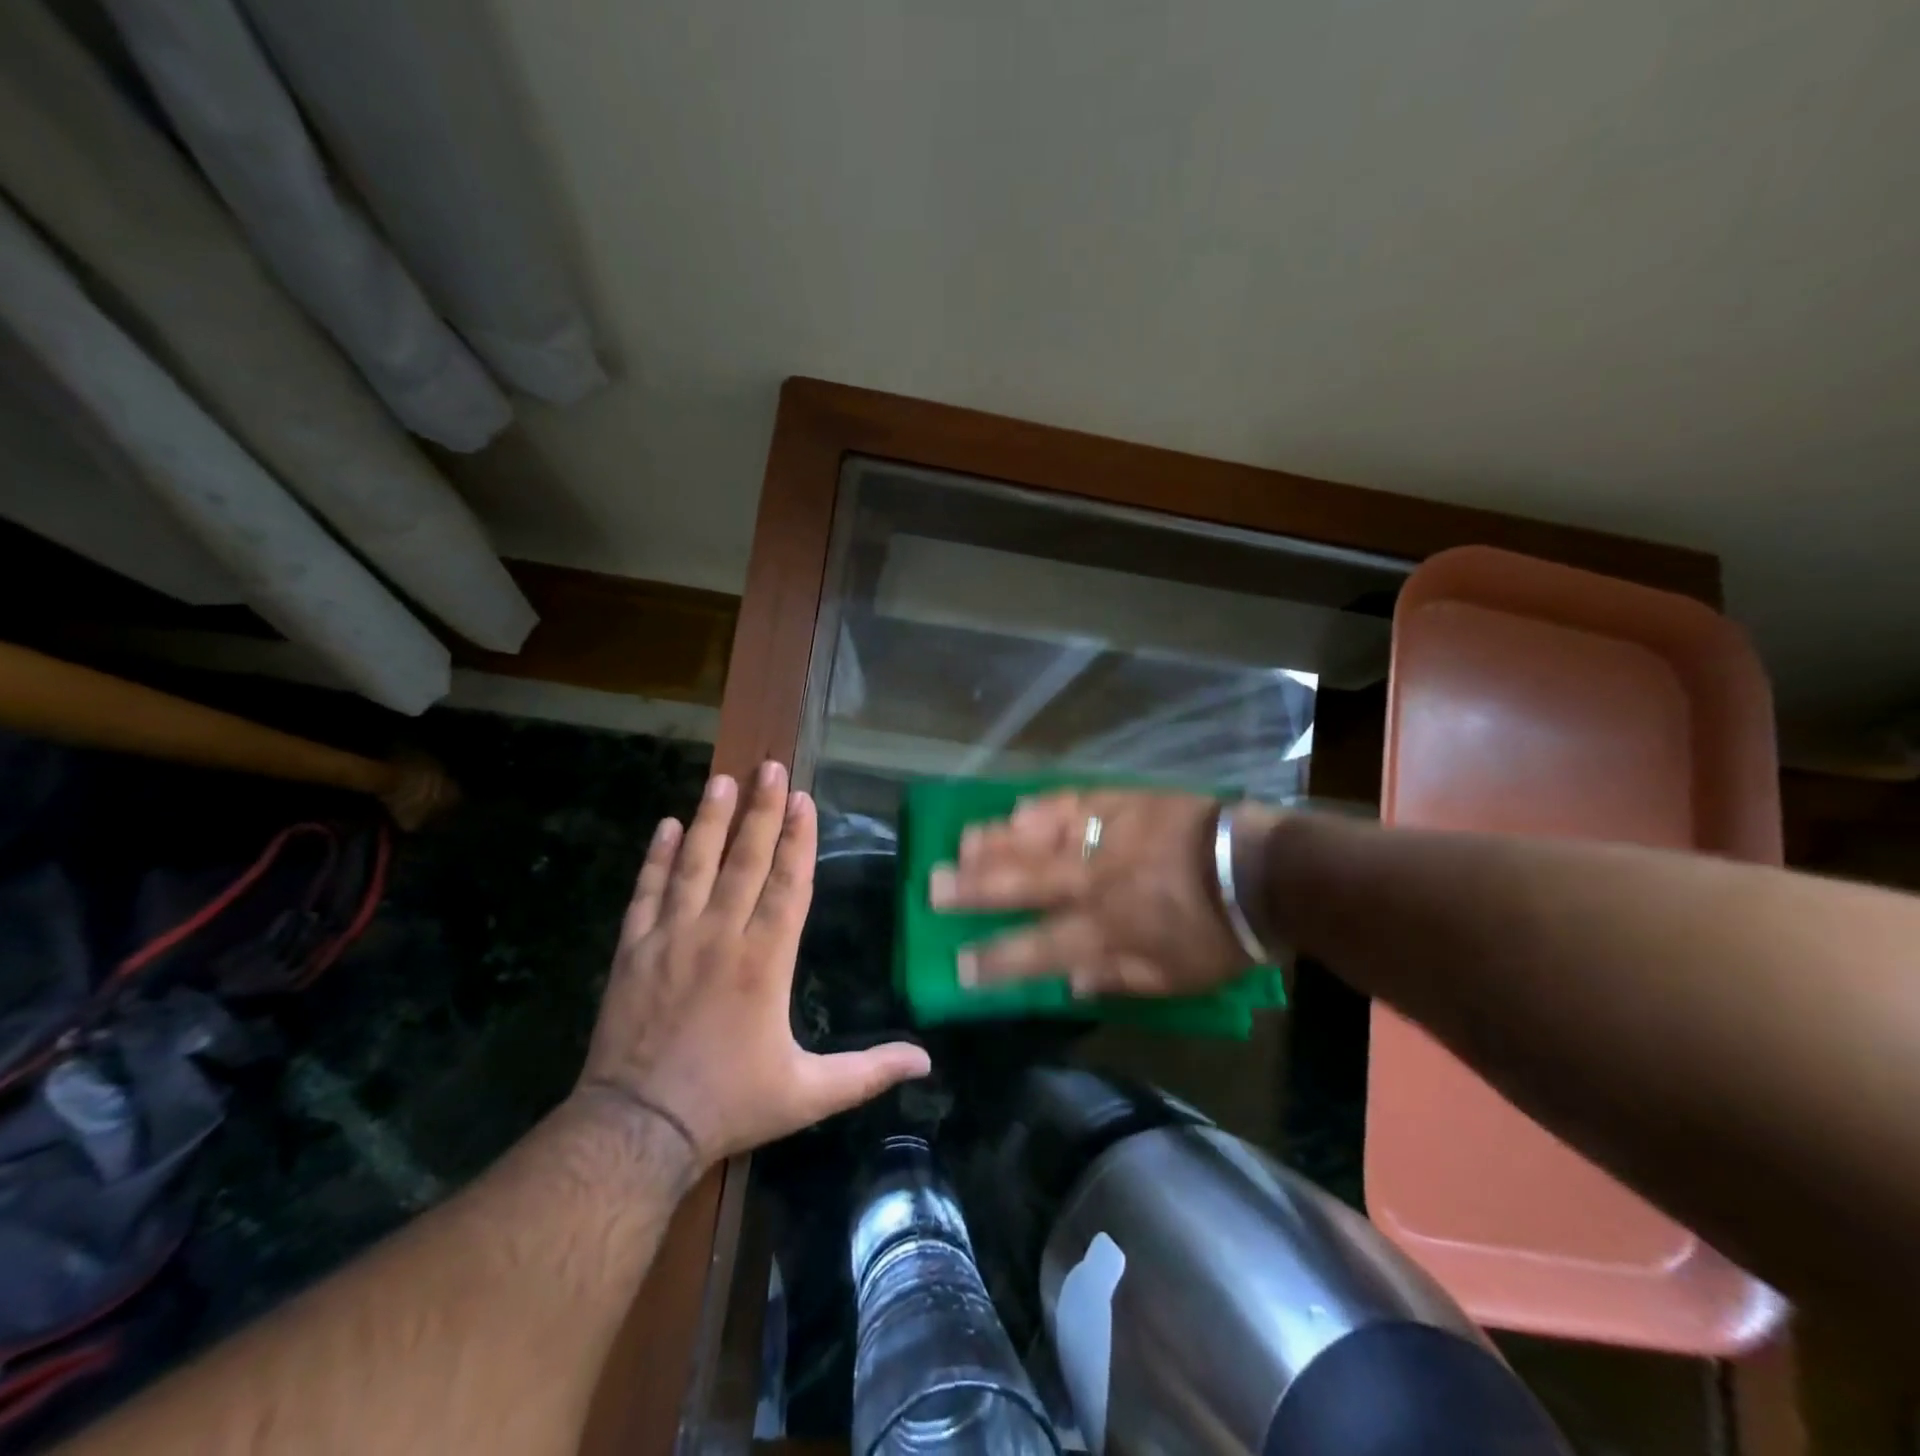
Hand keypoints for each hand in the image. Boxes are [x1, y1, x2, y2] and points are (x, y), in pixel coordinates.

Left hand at [578, 761, 930, 1172]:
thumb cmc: (728, 1104)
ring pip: (694, 865)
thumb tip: (927, 1062)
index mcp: (765, 960)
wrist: (637, 1130)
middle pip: (745, 860)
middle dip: (761, 810)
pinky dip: (656, 858)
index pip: (788, 884)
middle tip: (769, 766)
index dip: (798, 838)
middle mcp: (720, 936)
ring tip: (722, 781)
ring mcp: (672, 938)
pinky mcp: (633, 951)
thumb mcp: (808, 1095)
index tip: (803, 798)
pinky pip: (646, 892)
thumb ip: (868, 1072)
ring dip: (710, 820)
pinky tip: (664, 827)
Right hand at [929, 789, 1272, 996]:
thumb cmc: (1218, 934)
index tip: (958, 965)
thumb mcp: (1174, 978)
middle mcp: (1092, 882)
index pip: (1037, 949)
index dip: (994, 960)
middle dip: (974, 889)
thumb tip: (1068, 980)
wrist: (1259, 868)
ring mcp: (1104, 838)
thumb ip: (1117, 978)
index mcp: (1106, 930)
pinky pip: (1072, 803)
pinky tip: (1015, 807)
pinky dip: (1041, 808)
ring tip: (959, 843)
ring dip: (996, 842)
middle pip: (1022, 885)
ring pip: (1038, 839)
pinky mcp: (1121, 804)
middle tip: (933, 887)